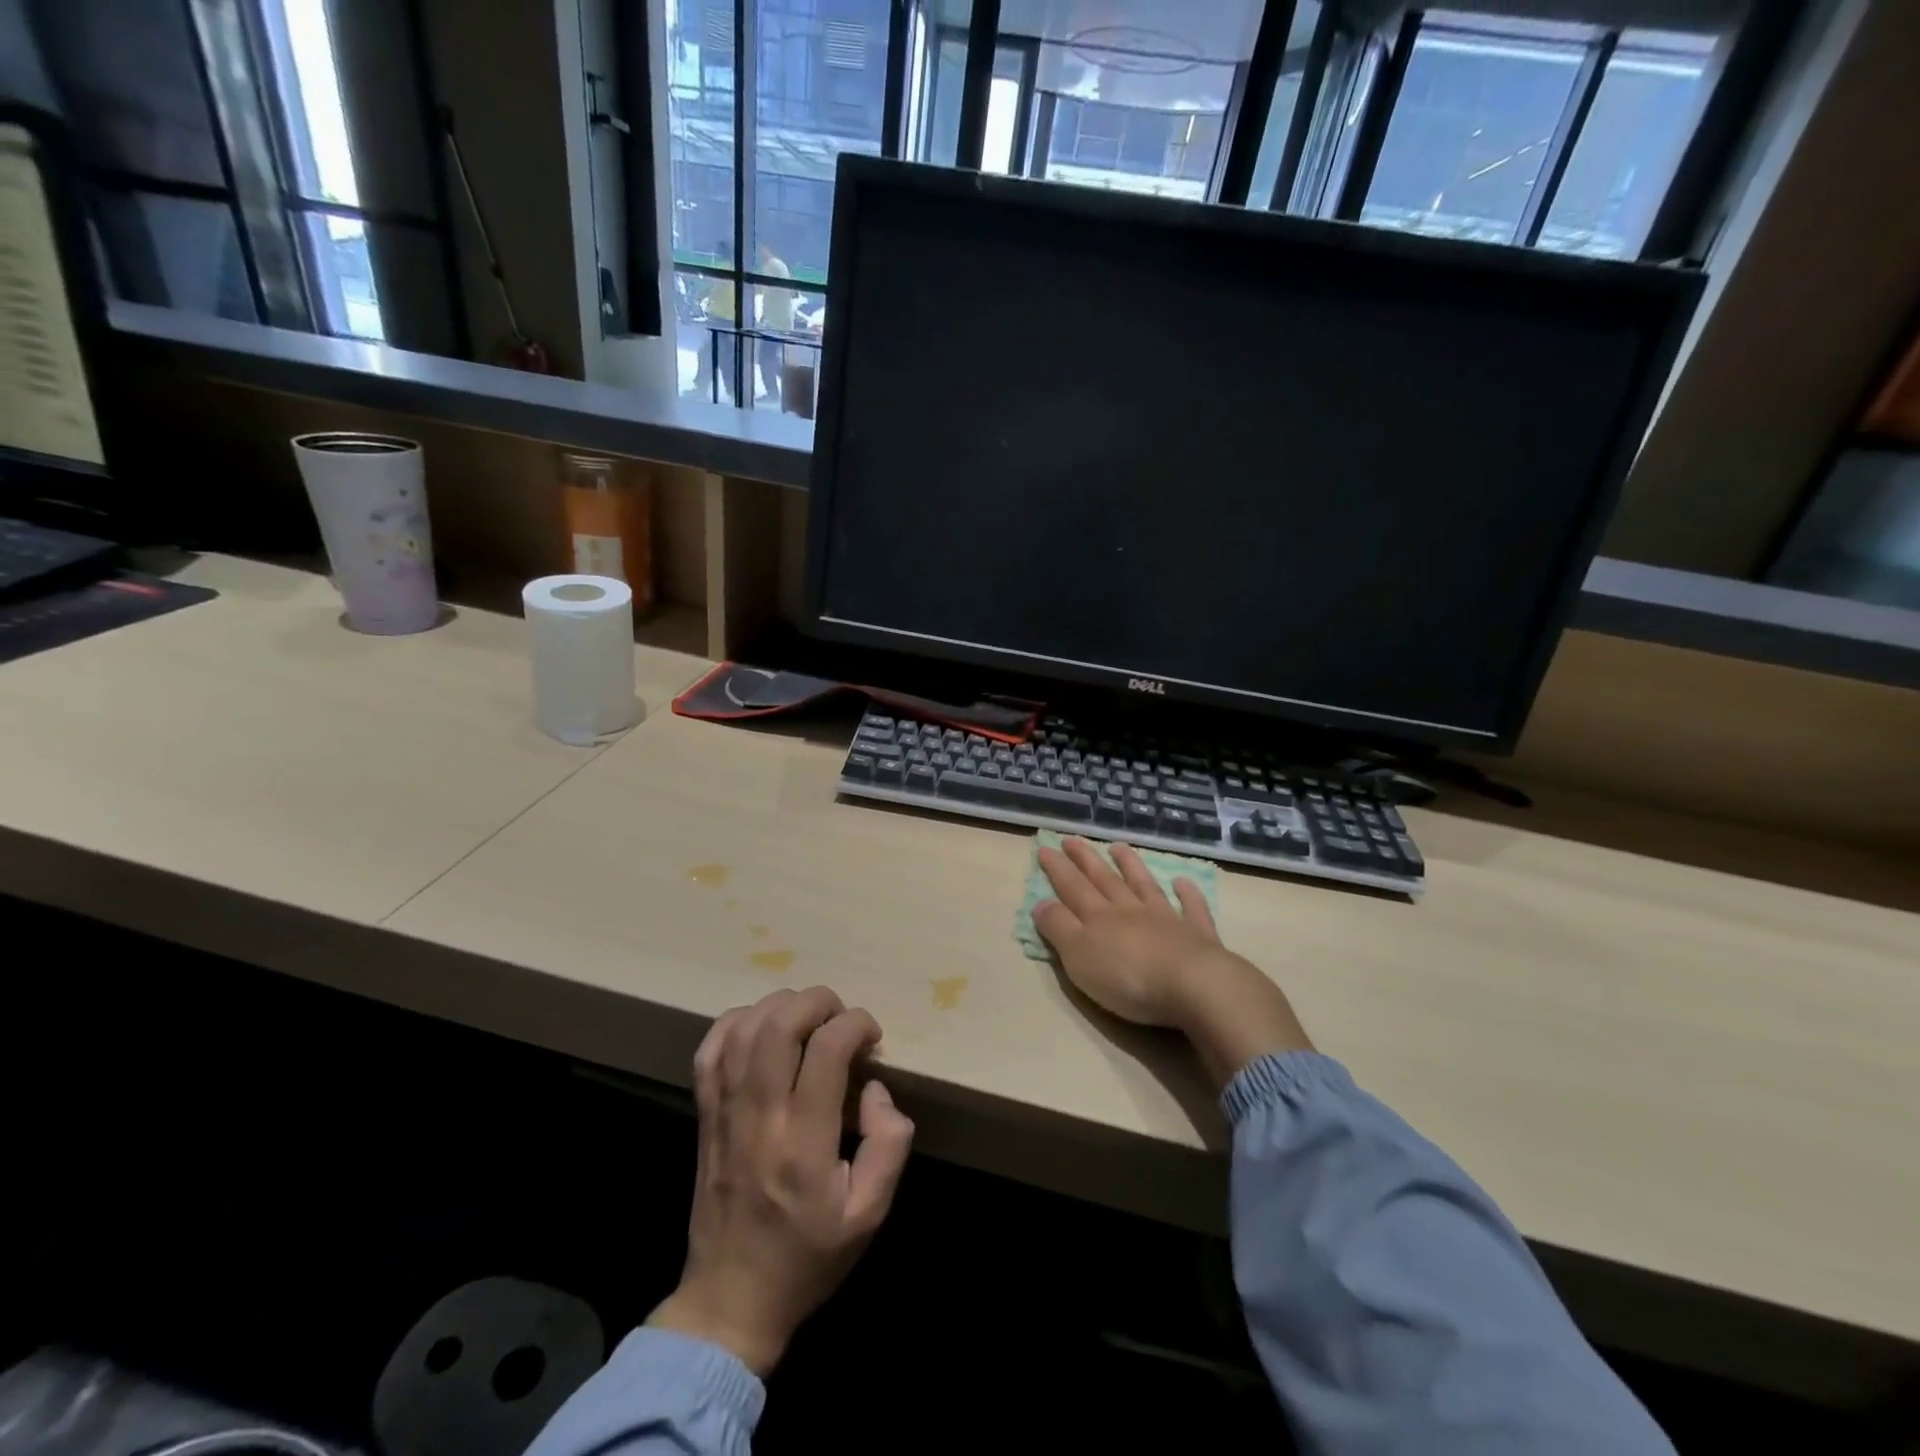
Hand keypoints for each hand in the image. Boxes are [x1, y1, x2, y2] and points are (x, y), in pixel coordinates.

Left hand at [650, 986, 914, 1375]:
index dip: (856, 1024)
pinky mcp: (704, 1115)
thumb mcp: (870, 1213)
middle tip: (841, 1019)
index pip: (826, 1049)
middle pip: (780, 1023)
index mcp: (804, 1142)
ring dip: (782, 1006)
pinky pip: (710, 1050)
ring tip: (808, 1020)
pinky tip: (761, 1028)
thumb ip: (889, 1145)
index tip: (872, 1038)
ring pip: (744, 1027)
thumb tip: (876, 1089)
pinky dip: (737, 1022)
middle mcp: (760, 1116)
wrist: (730, 1300)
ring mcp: (725, 1112)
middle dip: (819, 1002)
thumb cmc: (808, 1256)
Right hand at [1034, 839, 1312, 1088]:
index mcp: (1099, 918)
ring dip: (1130, 865)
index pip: (1072, 887)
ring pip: (1143, 885)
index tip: (1044, 847)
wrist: (1193, 986)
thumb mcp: (1078, 957)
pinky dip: (1188, 894)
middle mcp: (1130, 910)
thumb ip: (1059, 928)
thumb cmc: (1128, 977)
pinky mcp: (1196, 935)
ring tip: (1119, 846)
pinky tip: (1183, 882)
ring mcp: (1166, 919)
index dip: (1057, 868)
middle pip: (1104, 879)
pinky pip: (1191, 908)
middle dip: (1085, 859)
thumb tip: (1041, 903)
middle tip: (1072, 839)